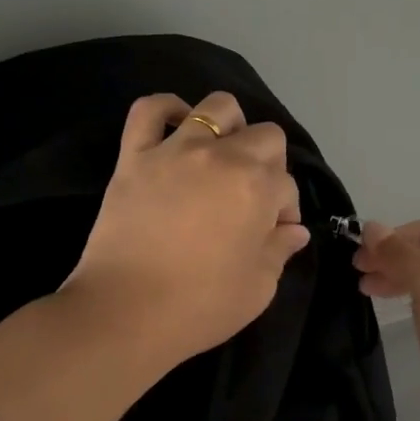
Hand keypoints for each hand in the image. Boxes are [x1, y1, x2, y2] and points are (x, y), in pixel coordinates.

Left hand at [61, 91, 310, 366]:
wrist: (125, 313)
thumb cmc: (200, 306)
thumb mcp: (258, 288)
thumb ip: (280, 251)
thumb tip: (294, 230)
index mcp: (258, 188)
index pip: (286, 184)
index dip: (285, 209)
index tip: (273, 233)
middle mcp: (222, 157)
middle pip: (265, 136)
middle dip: (270, 163)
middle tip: (251, 195)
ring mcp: (175, 150)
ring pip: (216, 107)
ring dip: (230, 126)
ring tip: (220, 156)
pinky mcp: (134, 156)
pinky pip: (149, 110)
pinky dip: (166, 110)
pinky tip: (177, 127)